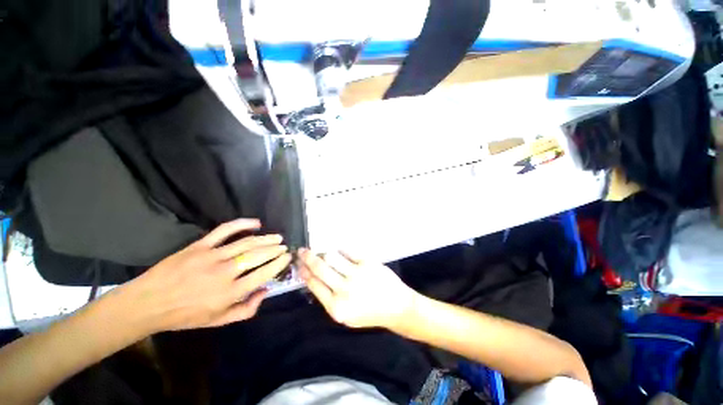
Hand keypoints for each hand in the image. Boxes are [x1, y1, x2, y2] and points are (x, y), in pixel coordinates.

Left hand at [121, 219, 291, 332]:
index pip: (263, 274)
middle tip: (284, 246)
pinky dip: (243, 224)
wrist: (148, 303)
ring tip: (277, 237)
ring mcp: (212, 256)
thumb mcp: (217, 321)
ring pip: (247, 242)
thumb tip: (265, 291)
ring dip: (266, 238)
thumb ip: (246, 310)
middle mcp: (225, 272)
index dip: (278, 263)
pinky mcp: (200, 245)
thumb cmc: (185, 315)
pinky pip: (226, 230)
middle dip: (275, 249)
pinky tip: (256, 223)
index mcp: (230, 293)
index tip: (287, 257)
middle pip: (258, 256)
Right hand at [297, 249, 417, 329]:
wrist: (396, 307)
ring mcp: (357, 274)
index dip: (304, 272)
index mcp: (337, 307)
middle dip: (308, 257)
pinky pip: (348, 251)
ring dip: (324, 252)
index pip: (314, 284)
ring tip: (321, 251)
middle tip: (302, 251)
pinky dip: (340, 250)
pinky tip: (338, 250)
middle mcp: (344, 290)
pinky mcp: (367, 263)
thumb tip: (314, 277)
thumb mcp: (346, 315)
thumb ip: (329, 299)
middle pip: (320, 268)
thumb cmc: (369, 313)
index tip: (299, 264)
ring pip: (332, 257)